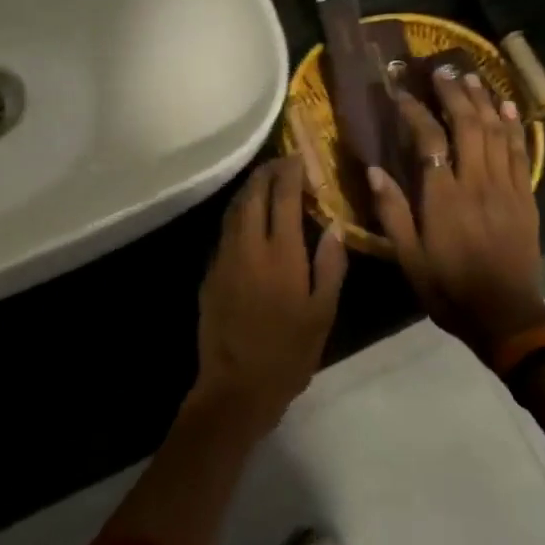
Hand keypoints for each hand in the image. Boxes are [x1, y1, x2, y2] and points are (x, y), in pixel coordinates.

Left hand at [193, 157, 347, 435]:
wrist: (236, 387)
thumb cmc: (288, 353)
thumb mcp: (322, 313)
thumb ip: (330, 265)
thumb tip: (333, 225)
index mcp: (280, 254)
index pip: (283, 197)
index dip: (290, 172)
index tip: (299, 157)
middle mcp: (247, 246)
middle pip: (253, 194)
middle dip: (267, 173)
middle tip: (282, 162)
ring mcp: (224, 258)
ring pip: (234, 209)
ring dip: (250, 189)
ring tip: (265, 181)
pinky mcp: (210, 272)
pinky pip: (225, 230)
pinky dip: (238, 213)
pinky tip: (249, 218)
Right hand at [368, 66, 544, 358]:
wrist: (505, 315)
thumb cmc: (448, 287)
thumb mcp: (408, 258)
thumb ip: (392, 212)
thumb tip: (374, 170)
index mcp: (444, 197)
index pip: (429, 140)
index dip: (415, 112)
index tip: (401, 93)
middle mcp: (477, 183)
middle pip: (468, 126)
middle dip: (454, 94)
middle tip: (441, 71)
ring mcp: (506, 187)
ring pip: (497, 133)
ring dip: (483, 101)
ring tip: (471, 77)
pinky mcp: (525, 197)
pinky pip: (520, 152)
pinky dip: (514, 126)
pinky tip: (507, 108)